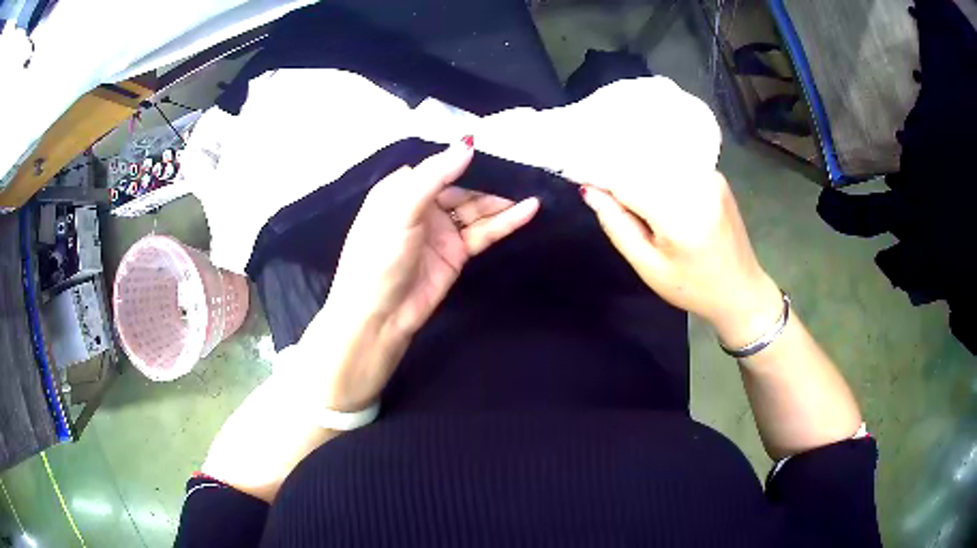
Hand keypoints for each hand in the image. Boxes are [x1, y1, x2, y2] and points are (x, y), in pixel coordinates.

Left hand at [306, 137, 539, 410]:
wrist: (379, 315)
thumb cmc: (378, 255)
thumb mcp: (401, 209)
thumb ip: (434, 175)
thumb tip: (467, 143)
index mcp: (401, 189)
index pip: (438, 166)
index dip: (464, 156)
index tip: (496, 143)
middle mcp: (422, 206)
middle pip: (461, 186)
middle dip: (489, 178)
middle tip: (523, 167)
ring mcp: (441, 230)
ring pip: (476, 209)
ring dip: (502, 200)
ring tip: (532, 187)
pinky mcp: (457, 252)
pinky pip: (484, 231)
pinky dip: (506, 221)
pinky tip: (528, 210)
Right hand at [580, 171, 781, 348]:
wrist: (742, 291)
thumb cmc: (692, 287)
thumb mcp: (648, 267)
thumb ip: (617, 226)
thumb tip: (591, 191)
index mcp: (679, 215)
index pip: (626, 182)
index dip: (602, 180)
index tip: (586, 185)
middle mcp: (697, 186)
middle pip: (643, 165)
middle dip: (621, 174)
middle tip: (607, 191)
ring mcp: (711, 177)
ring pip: (661, 161)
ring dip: (641, 171)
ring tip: (636, 196)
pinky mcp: (717, 177)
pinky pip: (678, 166)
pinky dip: (661, 172)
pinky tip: (659, 191)